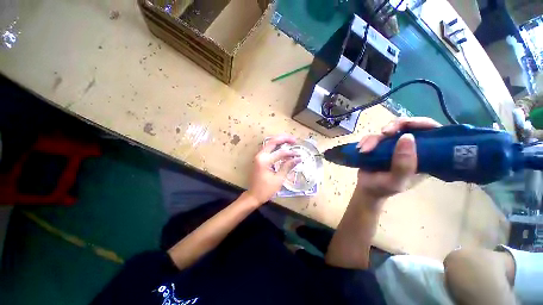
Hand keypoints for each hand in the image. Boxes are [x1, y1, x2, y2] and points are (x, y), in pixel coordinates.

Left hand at [247, 135, 300, 203]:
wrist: (253, 196)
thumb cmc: (266, 190)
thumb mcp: (278, 179)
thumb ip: (287, 166)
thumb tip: (298, 158)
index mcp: (264, 160)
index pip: (280, 153)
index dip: (291, 153)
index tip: (299, 155)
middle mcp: (260, 155)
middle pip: (272, 141)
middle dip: (284, 139)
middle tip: (295, 140)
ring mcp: (258, 156)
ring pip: (269, 143)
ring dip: (279, 141)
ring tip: (290, 141)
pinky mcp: (259, 158)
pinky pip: (268, 148)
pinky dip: (276, 146)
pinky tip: (283, 146)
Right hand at [355, 117, 440, 199]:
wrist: (366, 188)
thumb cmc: (383, 188)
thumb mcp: (395, 181)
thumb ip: (403, 164)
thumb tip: (407, 136)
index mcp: (424, 157)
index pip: (433, 134)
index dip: (424, 123)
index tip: (409, 124)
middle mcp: (411, 148)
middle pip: (408, 126)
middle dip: (395, 126)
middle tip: (384, 133)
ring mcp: (395, 145)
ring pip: (388, 130)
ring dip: (374, 138)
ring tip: (364, 150)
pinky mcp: (380, 144)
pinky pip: (374, 135)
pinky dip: (366, 140)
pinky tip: (360, 149)